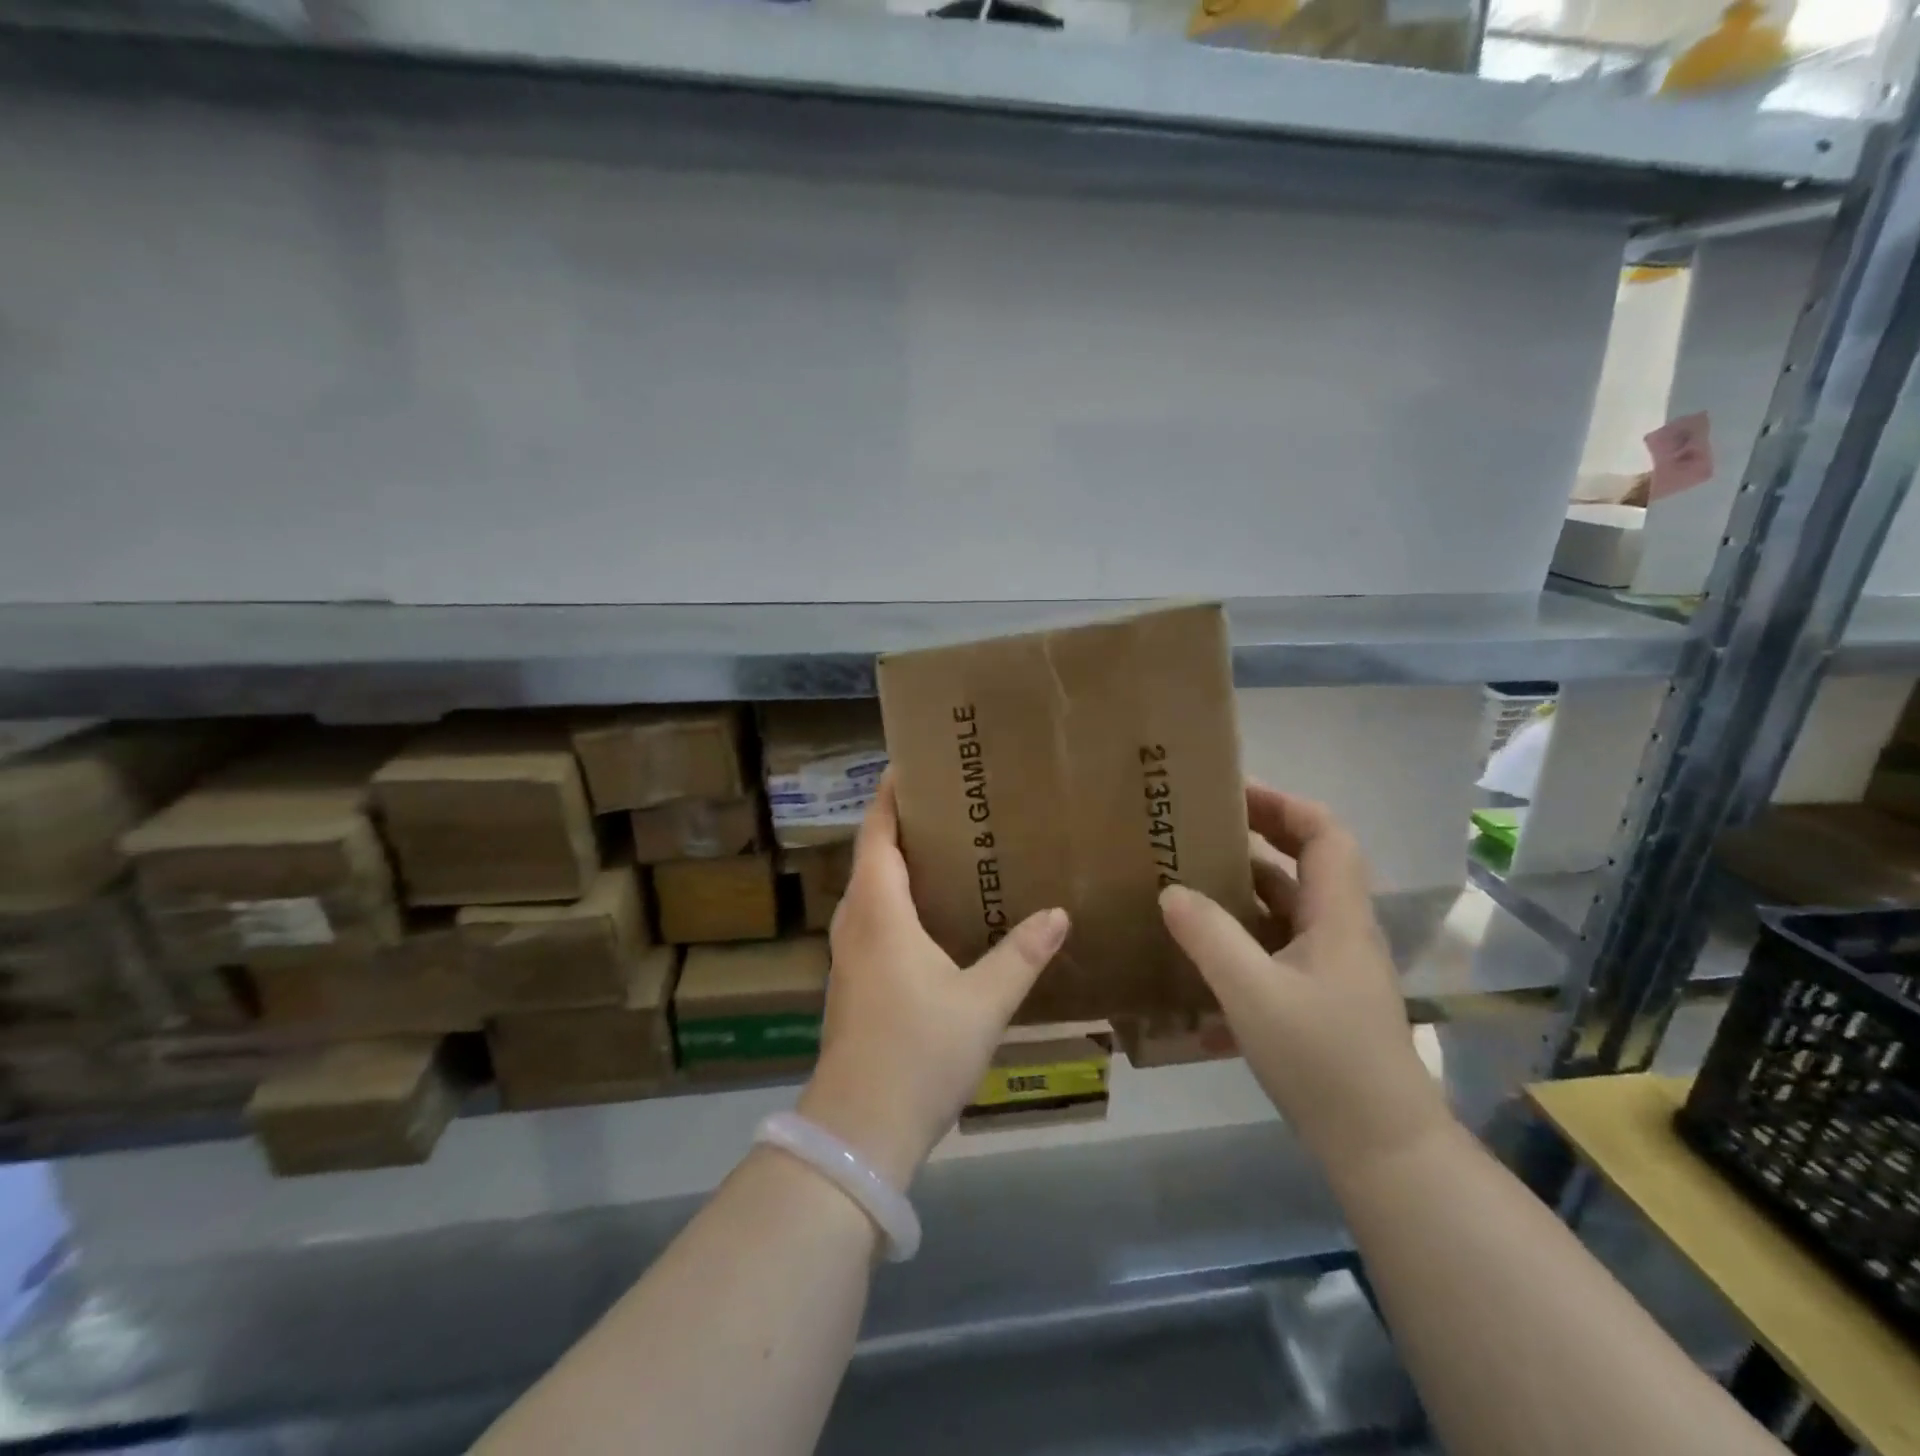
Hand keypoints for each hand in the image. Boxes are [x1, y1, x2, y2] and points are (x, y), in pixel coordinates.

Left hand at [797, 773, 1068, 1189]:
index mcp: (879, 911)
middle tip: (947, 807)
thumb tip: (1059, 915)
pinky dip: (896, 900)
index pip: (877, 834)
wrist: (859, 1129)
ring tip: (944, 853)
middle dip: (899, 826)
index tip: (907, 766)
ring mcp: (848, 955)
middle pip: (871, 857)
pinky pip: (872, 920)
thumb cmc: (919, 1050)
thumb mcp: (982, 1001)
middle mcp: (856, 923)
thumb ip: (1021, 956)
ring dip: (897, 865)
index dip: (887, 797)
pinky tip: (931, 918)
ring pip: (870, 891)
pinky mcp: (852, 983)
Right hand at [1159, 783, 1451, 1179]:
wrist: (1382, 1149)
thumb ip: (1209, 937)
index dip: (1283, 804)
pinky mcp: (1321, 999)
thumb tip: (1170, 891)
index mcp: (1338, 916)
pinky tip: (1202, 955)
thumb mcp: (1253, 993)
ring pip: (1289, 908)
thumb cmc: (1323, 1061)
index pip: (1324, 834)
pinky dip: (1244, 937)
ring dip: (1244, 889)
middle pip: (1306, 864)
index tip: (1231, 794)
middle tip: (1199, 831)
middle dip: (1257, 839)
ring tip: (1189, 881)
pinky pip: (1279, 948)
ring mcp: (1333, 968)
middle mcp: (1340, 932)